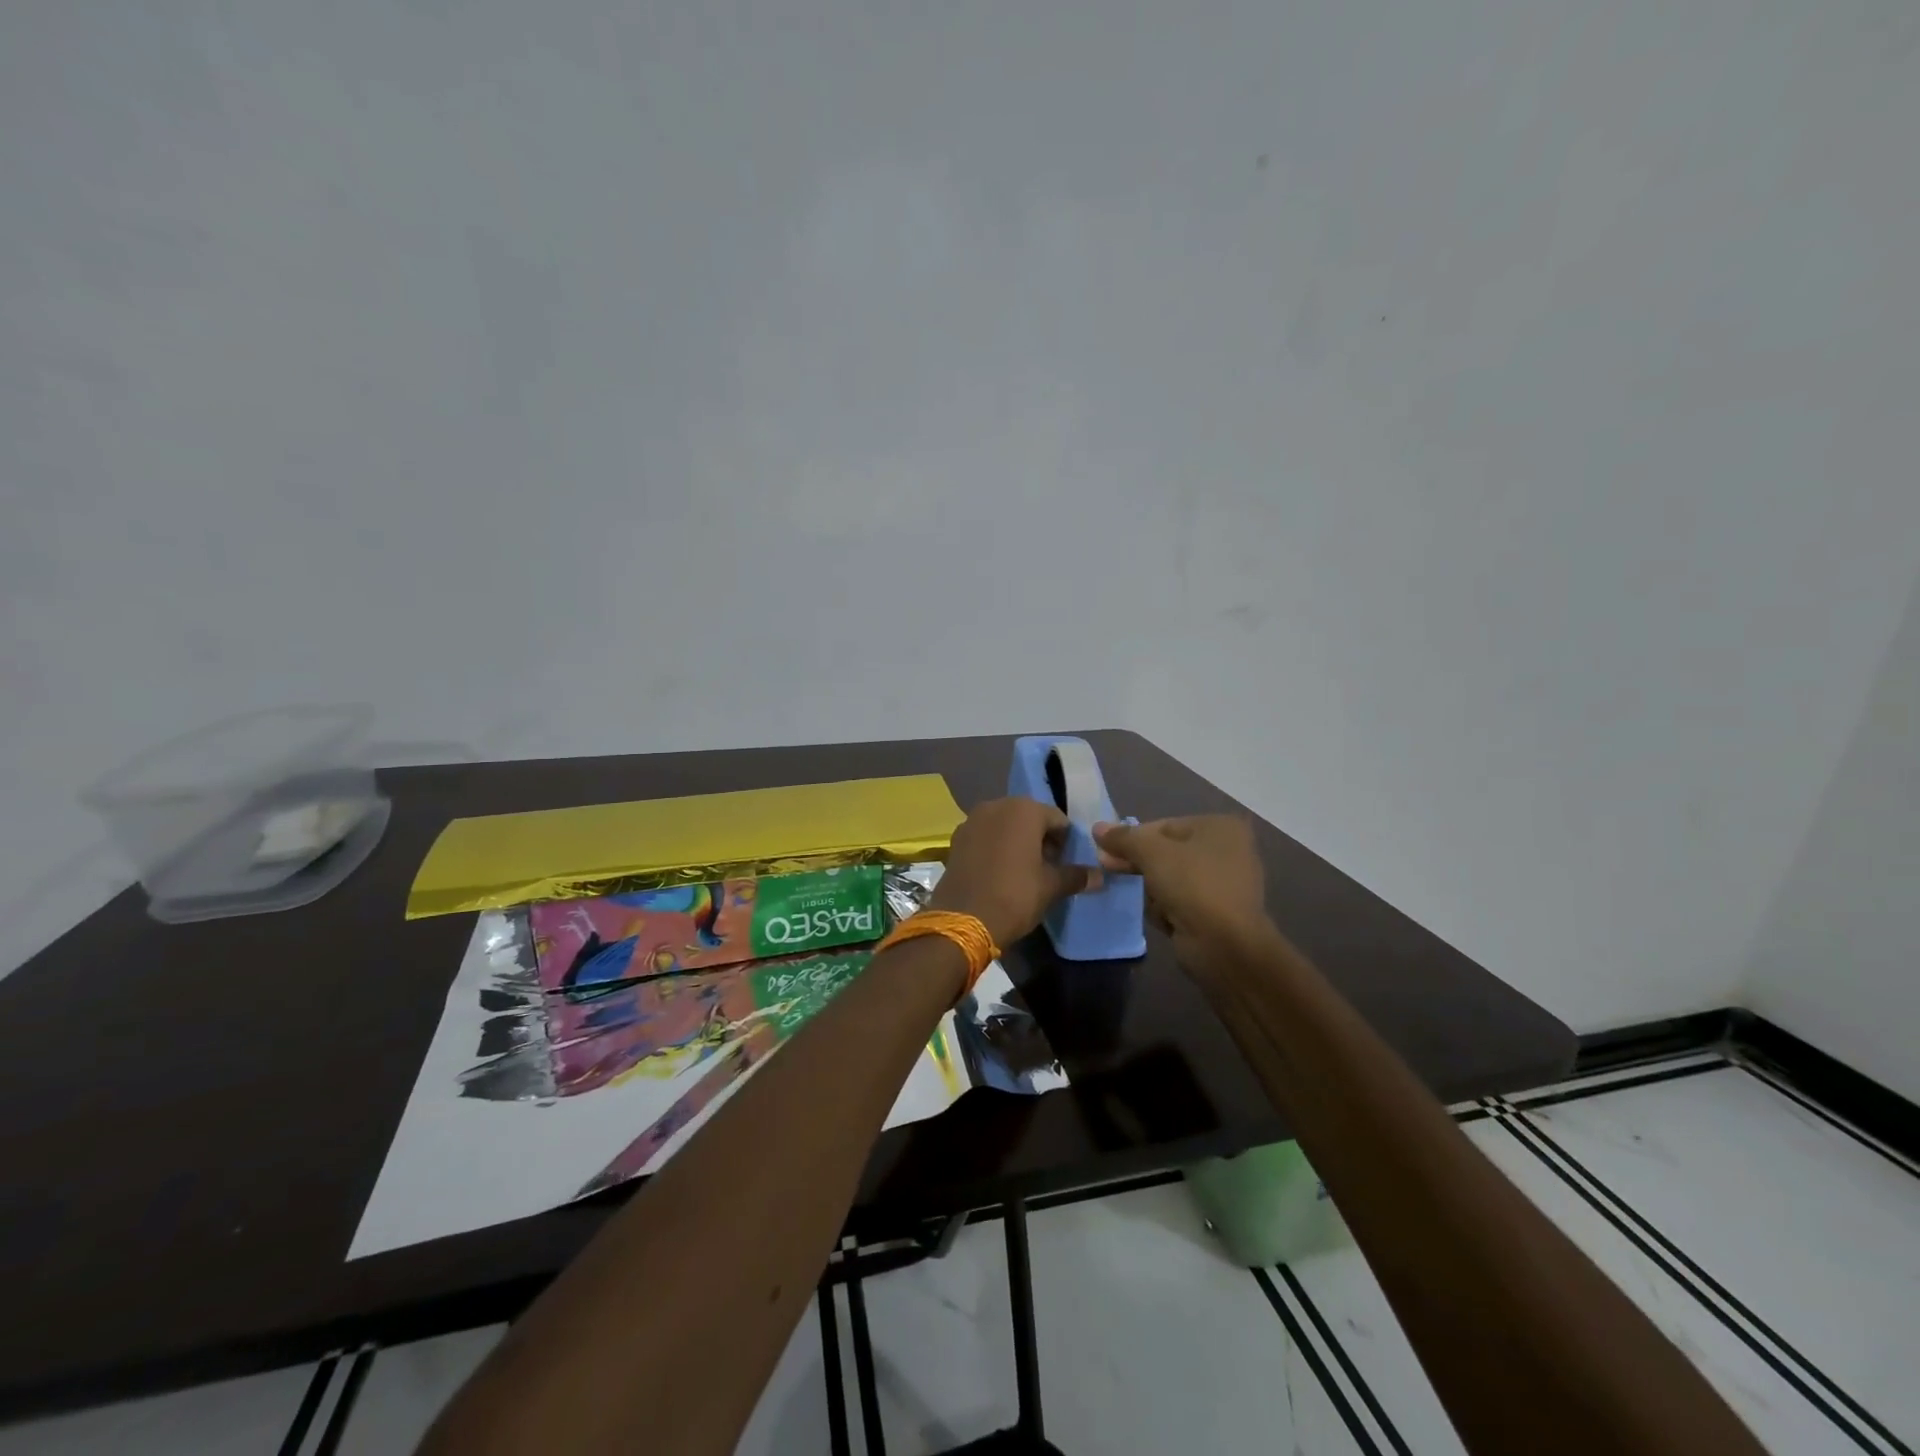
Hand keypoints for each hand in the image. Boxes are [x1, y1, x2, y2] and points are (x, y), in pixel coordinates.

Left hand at [928, 797, 1090, 947]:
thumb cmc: (1015, 896)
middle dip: (1041, 839)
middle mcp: (996, 805)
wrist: (963, 919)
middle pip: (1029, 818)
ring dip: (1017, 842)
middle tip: (1048, 868)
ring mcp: (972, 820)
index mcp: (1024, 810)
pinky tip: (999, 872)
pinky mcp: (956, 838)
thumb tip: (1099, 876)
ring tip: (1024, 872)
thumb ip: (1076, 876)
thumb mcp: (1051, 887)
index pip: (1057, 819)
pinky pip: (985, 836)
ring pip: (1005, 826)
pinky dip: (995, 847)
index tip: (1066, 864)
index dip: (1066, 842)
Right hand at [1092, 816, 1266, 955]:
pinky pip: (1181, 902)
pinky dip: (1169, 909)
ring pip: (1170, 879)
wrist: (1225, 945)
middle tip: (1111, 870)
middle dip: (1140, 864)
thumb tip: (1098, 827)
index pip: (1164, 826)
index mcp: (1220, 827)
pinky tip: (1168, 920)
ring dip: (1154, 891)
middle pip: (1167, 852)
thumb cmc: (1192, 885)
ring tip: (1155, 903)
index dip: (1132, 837)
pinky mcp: (1217, 913)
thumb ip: (1123, 838)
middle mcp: (1228, 850)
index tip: (1105, 850)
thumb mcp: (1151, 853)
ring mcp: (1224, 884)